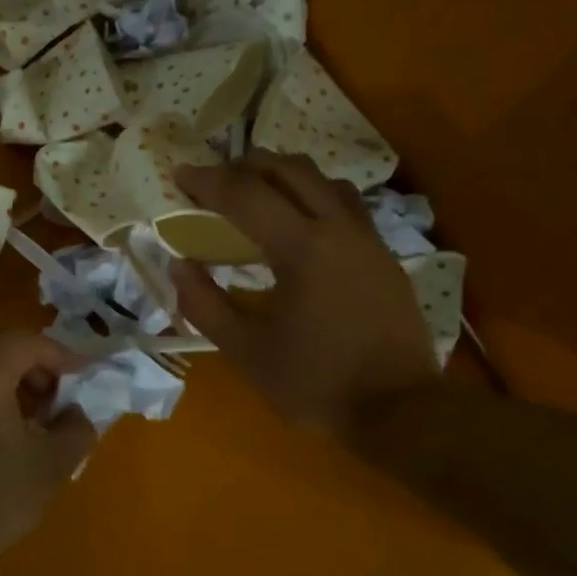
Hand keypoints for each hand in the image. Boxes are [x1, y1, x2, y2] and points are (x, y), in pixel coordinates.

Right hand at [171, 152, 436, 430]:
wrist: (398, 409)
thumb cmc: (315, 383)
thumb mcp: (246, 352)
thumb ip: (205, 305)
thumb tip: (178, 265)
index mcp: (302, 248)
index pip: (245, 195)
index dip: (207, 181)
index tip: (179, 174)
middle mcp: (339, 227)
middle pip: (289, 169)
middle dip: (245, 166)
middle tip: (215, 181)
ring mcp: (368, 238)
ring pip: (323, 180)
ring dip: (283, 175)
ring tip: (256, 193)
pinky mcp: (384, 254)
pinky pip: (345, 204)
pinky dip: (313, 196)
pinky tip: (300, 224)